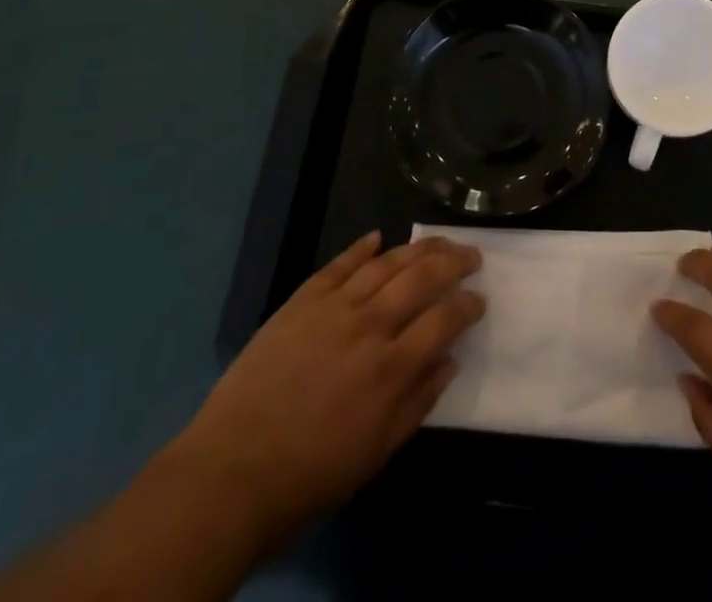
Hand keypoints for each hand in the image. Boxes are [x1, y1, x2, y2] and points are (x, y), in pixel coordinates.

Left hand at [172, 232, 484, 541]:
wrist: (231, 472)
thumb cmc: (310, 475)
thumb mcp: (375, 453)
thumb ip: (418, 403)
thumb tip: (450, 362)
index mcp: (391, 368)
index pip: (444, 319)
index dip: (468, 305)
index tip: (480, 300)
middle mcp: (369, 326)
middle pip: (421, 277)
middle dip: (453, 261)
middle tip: (472, 255)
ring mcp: (334, 307)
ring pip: (386, 263)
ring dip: (418, 248)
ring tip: (438, 242)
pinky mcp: (301, 301)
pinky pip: (339, 264)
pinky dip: (361, 247)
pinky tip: (378, 237)